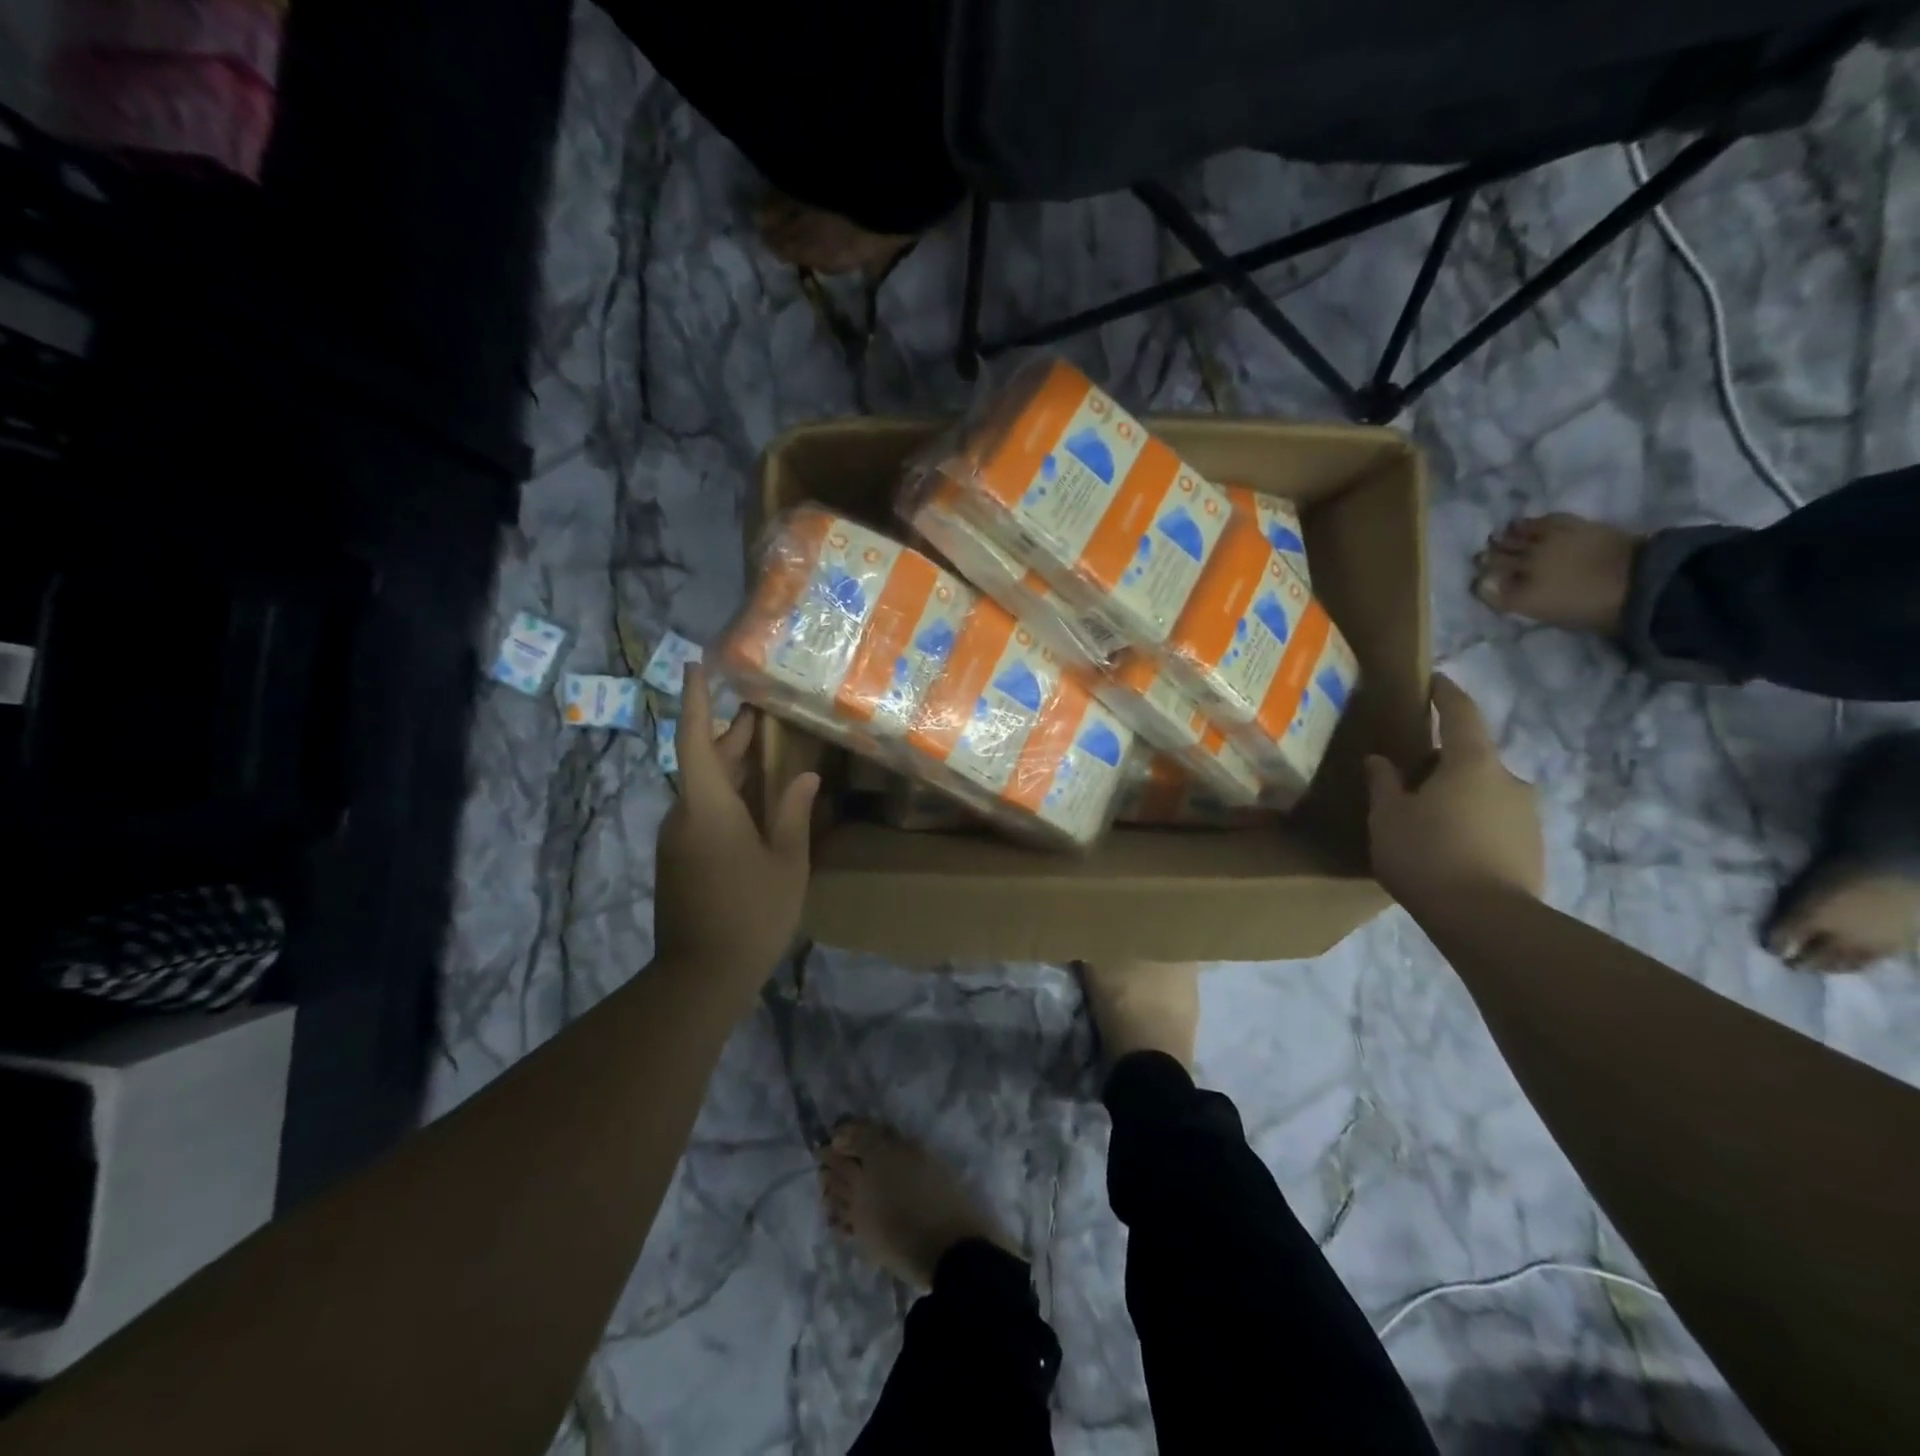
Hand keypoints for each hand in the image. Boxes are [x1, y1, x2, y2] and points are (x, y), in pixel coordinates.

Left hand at [654, 665, 820, 977]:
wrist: (700, 977)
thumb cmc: (750, 913)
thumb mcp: (786, 862)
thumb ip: (792, 814)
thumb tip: (805, 777)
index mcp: (707, 807)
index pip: (696, 741)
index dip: (697, 701)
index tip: (695, 666)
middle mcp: (684, 815)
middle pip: (704, 762)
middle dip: (732, 736)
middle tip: (765, 714)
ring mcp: (678, 840)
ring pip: (704, 789)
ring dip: (732, 769)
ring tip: (769, 754)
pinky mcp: (679, 860)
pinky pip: (703, 814)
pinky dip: (729, 798)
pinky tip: (759, 805)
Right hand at [1364, 674, 1543, 907]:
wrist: (1487, 921)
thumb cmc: (1427, 855)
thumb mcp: (1388, 816)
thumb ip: (1384, 783)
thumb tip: (1380, 760)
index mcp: (1472, 763)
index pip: (1461, 713)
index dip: (1446, 694)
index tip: (1435, 681)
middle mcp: (1509, 780)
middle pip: (1472, 758)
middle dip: (1442, 762)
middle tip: (1408, 778)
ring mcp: (1528, 816)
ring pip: (1485, 792)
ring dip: (1458, 796)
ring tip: (1425, 820)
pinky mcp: (1533, 848)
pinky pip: (1495, 823)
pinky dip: (1472, 824)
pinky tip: (1447, 849)